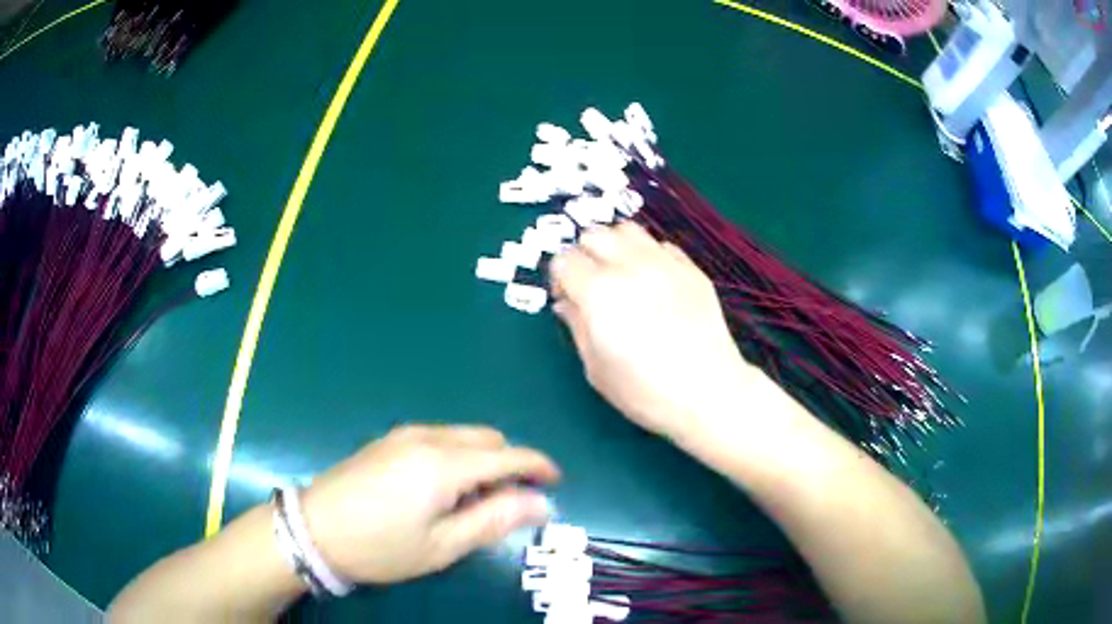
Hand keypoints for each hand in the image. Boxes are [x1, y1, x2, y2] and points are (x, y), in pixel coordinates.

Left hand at [301, 424, 558, 584]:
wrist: (313, 530)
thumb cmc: (381, 547)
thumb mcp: (442, 545)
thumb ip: (494, 519)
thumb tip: (541, 502)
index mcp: (444, 463)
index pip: (508, 454)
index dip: (538, 465)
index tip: (556, 482)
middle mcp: (427, 437)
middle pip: (487, 438)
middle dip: (509, 463)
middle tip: (512, 502)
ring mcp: (403, 434)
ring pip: (463, 436)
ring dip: (483, 459)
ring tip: (476, 500)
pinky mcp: (387, 440)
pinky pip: (439, 438)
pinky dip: (458, 455)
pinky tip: (444, 487)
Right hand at [549, 222, 751, 441]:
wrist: (709, 393)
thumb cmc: (645, 391)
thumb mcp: (596, 368)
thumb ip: (576, 326)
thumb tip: (565, 303)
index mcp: (599, 292)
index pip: (565, 259)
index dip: (560, 278)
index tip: (568, 299)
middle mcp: (630, 266)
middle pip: (593, 235)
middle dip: (585, 256)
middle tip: (591, 286)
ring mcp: (665, 263)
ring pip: (627, 230)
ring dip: (615, 247)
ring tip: (621, 275)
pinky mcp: (691, 268)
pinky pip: (660, 245)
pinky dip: (648, 255)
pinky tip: (653, 283)